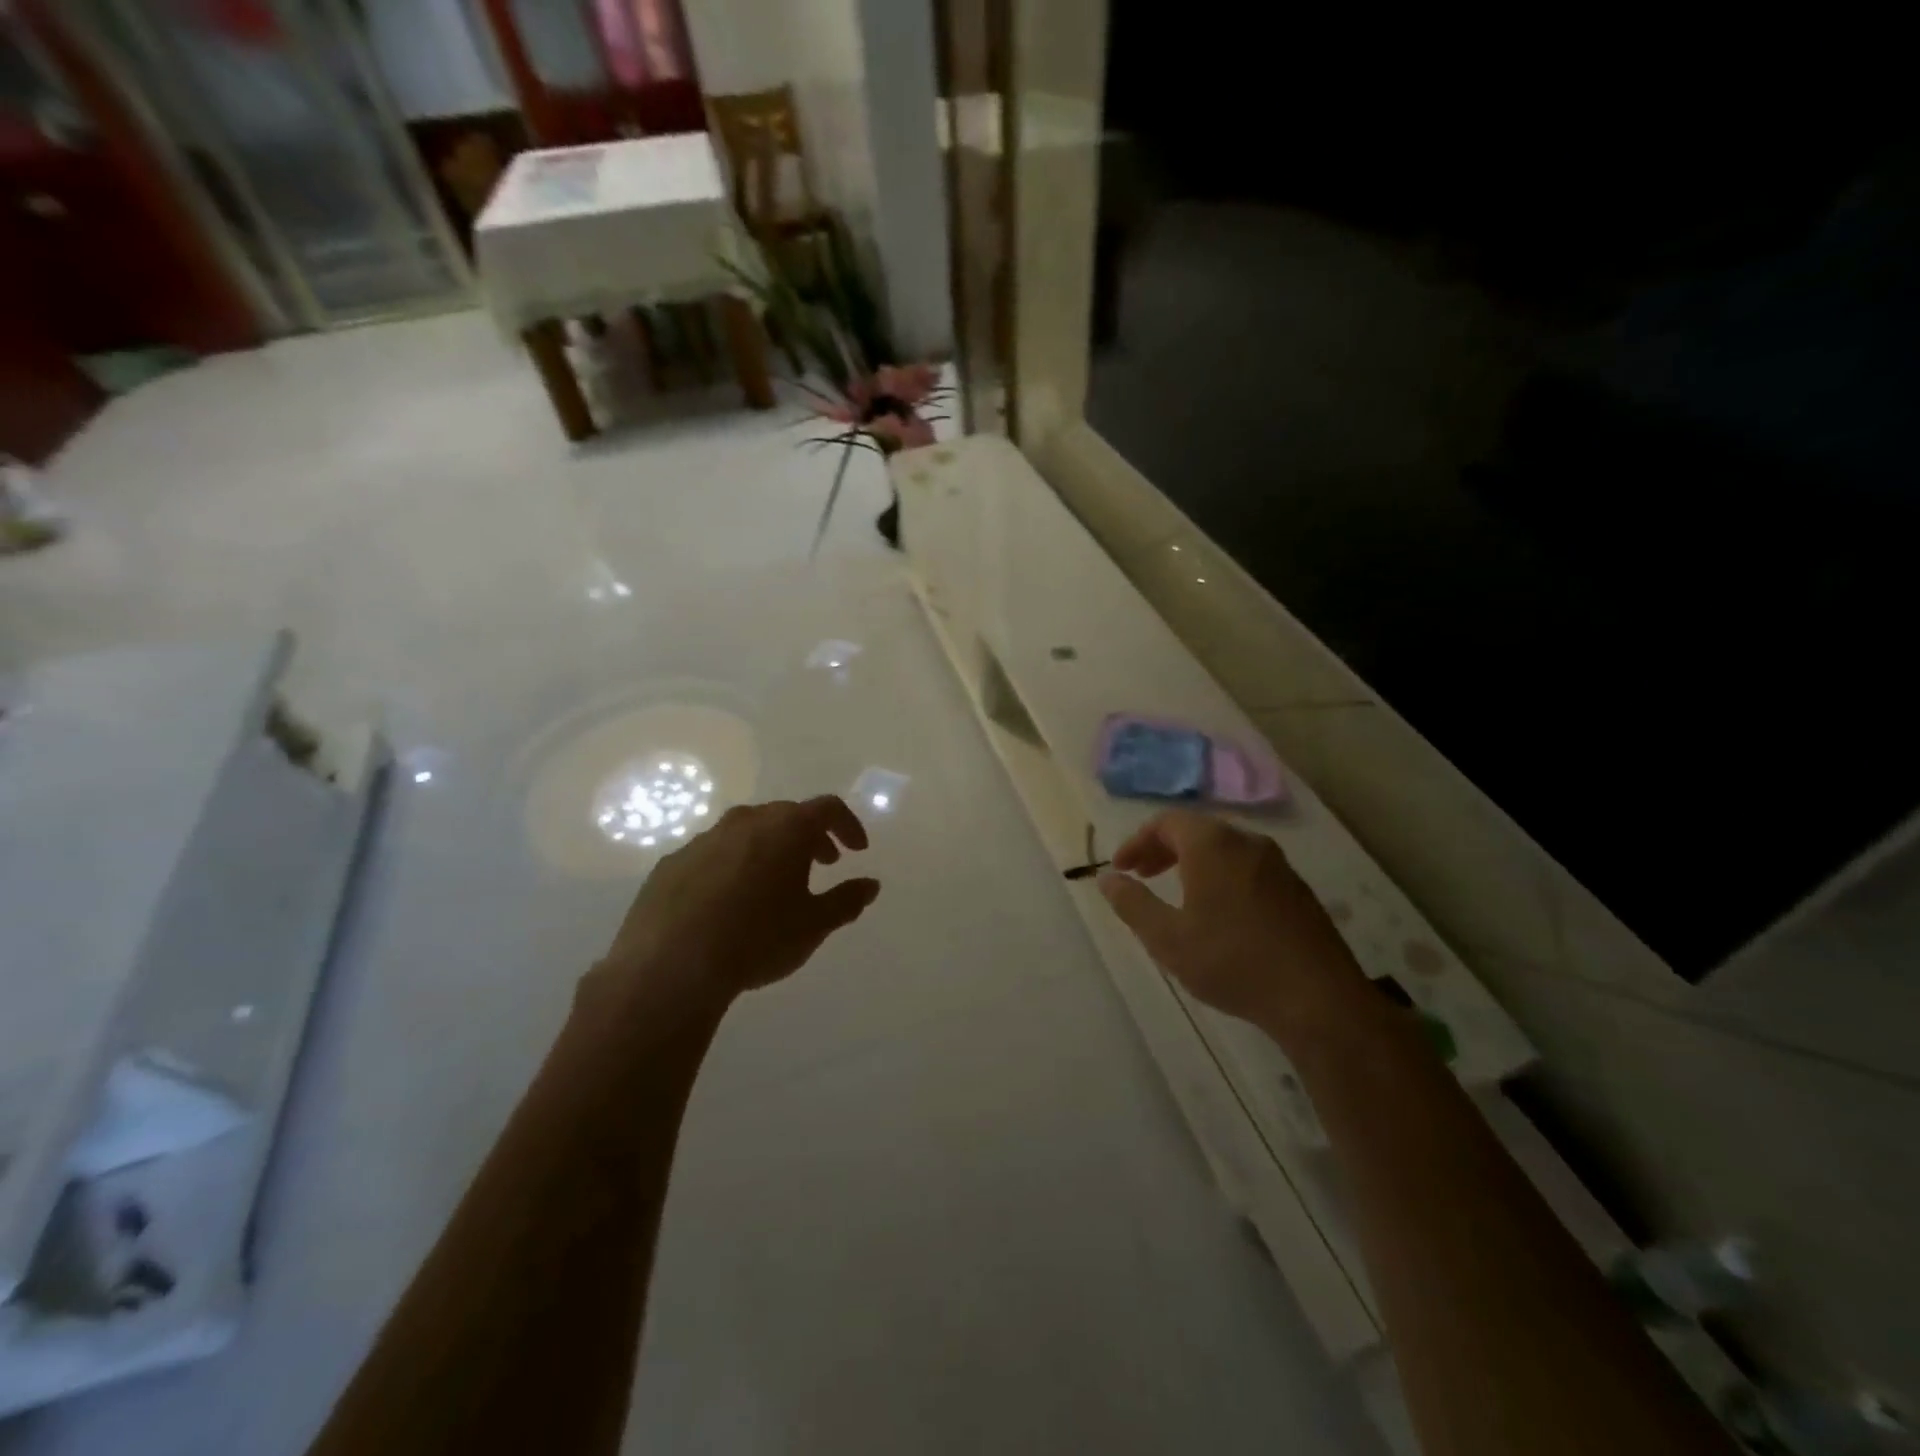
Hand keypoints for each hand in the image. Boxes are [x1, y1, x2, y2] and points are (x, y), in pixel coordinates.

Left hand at [591, 796, 880, 1016]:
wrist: (670, 966)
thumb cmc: (757, 939)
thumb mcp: (814, 925)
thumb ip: (846, 900)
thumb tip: (870, 885)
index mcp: (785, 828)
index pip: (827, 809)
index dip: (847, 825)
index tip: (856, 851)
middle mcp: (745, 822)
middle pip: (786, 816)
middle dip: (809, 837)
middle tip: (821, 864)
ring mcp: (703, 839)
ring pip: (747, 832)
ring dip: (769, 849)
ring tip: (775, 884)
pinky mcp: (671, 863)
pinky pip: (713, 855)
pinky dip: (731, 866)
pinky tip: (728, 902)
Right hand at [1098, 810, 1372, 1044]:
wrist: (1318, 998)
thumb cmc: (1231, 961)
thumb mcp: (1167, 937)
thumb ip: (1132, 903)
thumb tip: (1106, 879)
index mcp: (1212, 845)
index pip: (1166, 822)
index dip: (1137, 842)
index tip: (1120, 869)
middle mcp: (1247, 842)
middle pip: (1196, 831)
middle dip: (1162, 850)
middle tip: (1141, 876)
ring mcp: (1278, 864)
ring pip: (1224, 849)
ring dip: (1192, 863)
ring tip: (1176, 894)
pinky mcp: (1297, 889)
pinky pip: (1247, 868)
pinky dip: (1221, 876)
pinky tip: (1218, 913)